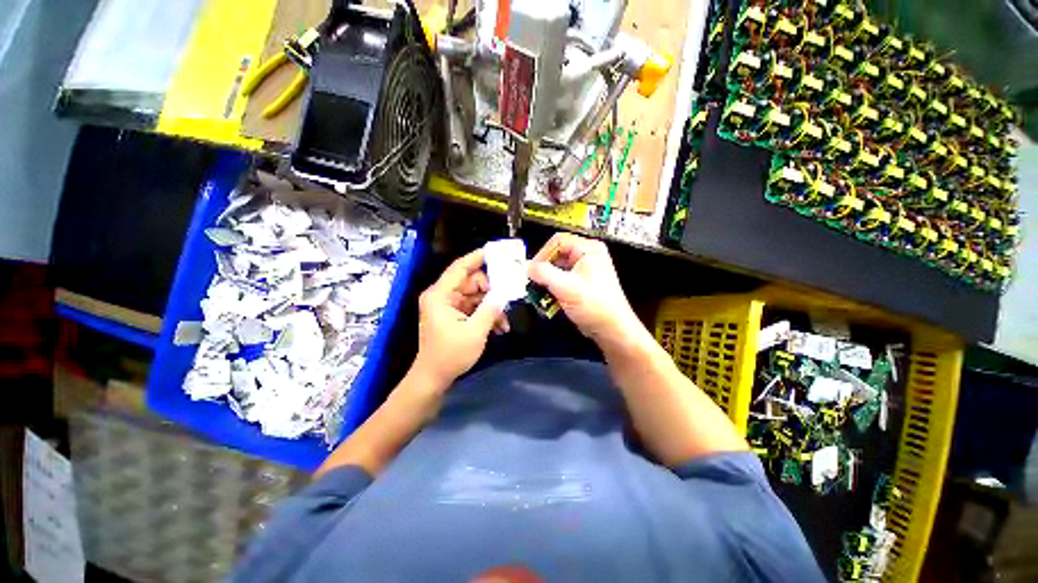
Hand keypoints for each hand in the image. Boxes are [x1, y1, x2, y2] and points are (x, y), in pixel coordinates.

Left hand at [413, 249, 505, 385]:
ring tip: (505, 319)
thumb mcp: (475, 331)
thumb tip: (504, 293)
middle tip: (509, 293)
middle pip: (471, 281)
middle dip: (491, 289)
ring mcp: (449, 306)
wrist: (434, 378)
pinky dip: (486, 314)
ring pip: (476, 295)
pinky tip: (499, 327)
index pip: (460, 268)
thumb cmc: (450, 355)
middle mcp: (443, 296)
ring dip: (492, 306)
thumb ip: (491, 309)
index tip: (497, 251)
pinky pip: (474, 307)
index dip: (478, 257)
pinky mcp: (454, 315)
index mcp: (440, 295)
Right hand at [527, 233, 644, 347]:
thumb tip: (528, 268)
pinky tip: (548, 298)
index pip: (558, 241)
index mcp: (588, 249)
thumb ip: (543, 274)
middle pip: (556, 255)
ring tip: (539, 291)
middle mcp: (587, 256)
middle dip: (543, 269)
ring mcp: (584, 270)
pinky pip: (561, 279)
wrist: (611, 329)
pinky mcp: (580, 284)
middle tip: (533, 281)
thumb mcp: (565, 287)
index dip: (542, 254)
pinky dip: (552, 287)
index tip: (532, 269)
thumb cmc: (596, 306)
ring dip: (547, 280)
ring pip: (557, 268)